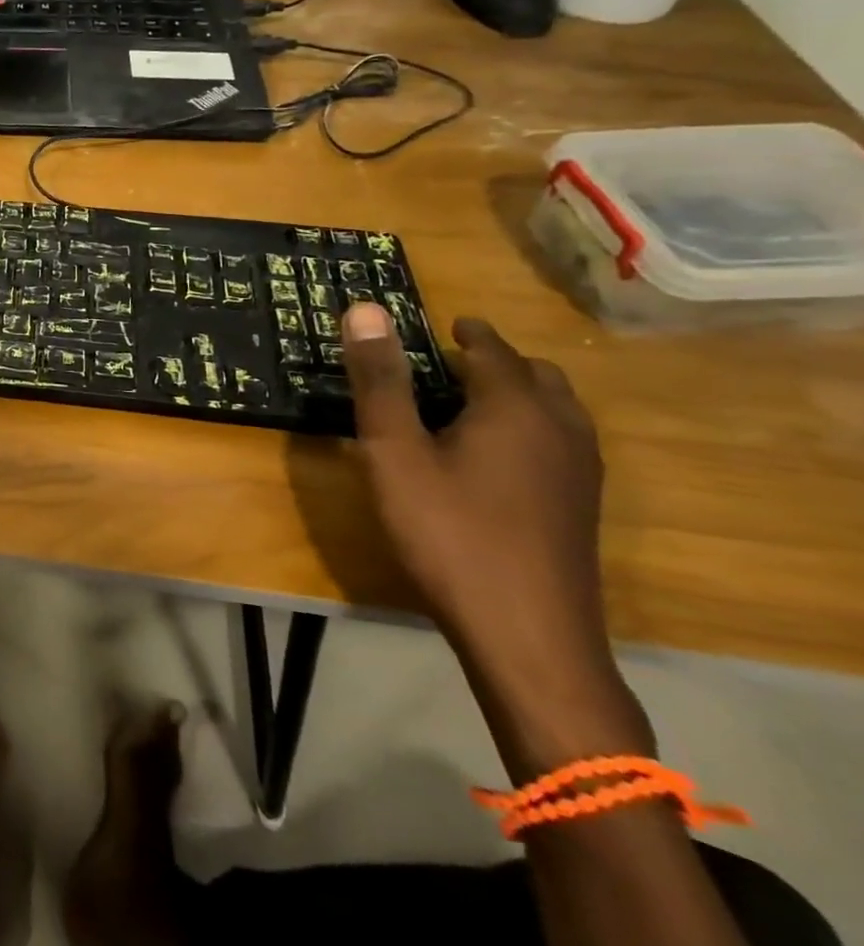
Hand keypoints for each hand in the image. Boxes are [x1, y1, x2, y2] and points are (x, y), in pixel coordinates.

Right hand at [339, 304, 610, 687]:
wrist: (527, 636)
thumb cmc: (449, 532)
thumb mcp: (394, 453)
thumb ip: (380, 380)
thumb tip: (365, 309)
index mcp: (516, 408)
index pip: (492, 350)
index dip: (466, 332)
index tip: (442, 323)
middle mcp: (560, 429)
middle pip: (536, 375)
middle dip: (496, 361)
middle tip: (449, 363)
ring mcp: (580, 472)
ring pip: (556, 410)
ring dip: (518, 393)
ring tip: (469, 404)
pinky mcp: (580, 508)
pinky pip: (561, 442)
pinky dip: (530, 427)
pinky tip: (495, 457)